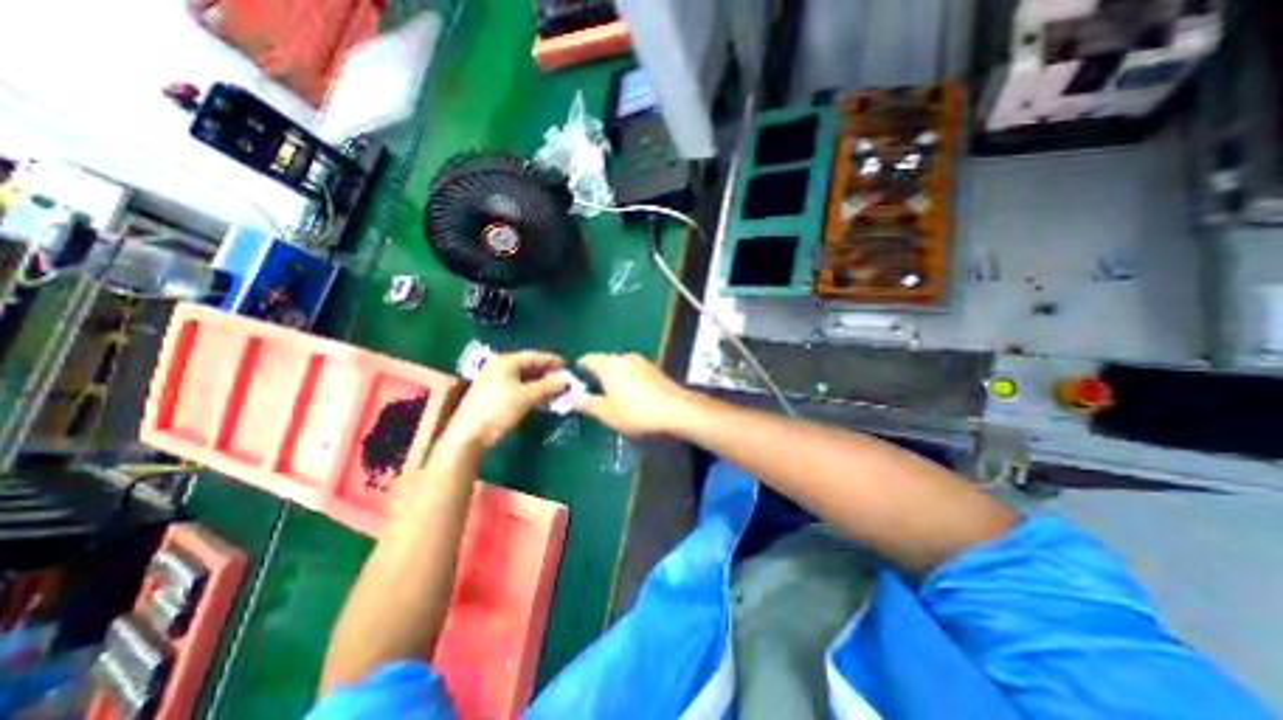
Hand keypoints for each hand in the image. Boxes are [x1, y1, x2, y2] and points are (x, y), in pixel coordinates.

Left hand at [446, 352, 568, 452]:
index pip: (535, 356)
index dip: (552, 360)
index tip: (568, 365)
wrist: (469, 433)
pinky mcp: (492, 392)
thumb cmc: (499, 409)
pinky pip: (517, 385)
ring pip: (523, 376)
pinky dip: (530, 389)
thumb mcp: (527, 396)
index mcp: (506, 361)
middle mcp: (499, 365)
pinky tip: (540, 396)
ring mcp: (494, 378)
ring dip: (539, 382)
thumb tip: (566, 381)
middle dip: (547, 372)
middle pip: (528, 365)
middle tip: (563, 378)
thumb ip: (548, 386)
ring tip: (555, 388)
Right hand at [577, 351, 691, 434]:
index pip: (587, 359)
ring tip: (613, 397)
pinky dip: (628, 380)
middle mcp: (624, 357)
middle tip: (593, 394)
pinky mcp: (654, 369)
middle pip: (604, 362)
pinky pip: (634, 371)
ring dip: (614, 378)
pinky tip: (632, 396)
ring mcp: (641, 361)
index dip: (578, 370)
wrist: (676, 410)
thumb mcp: (607, 413)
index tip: (575, 384)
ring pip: (620, 367)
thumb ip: (587, 403)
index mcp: (609, 364)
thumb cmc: (636, 412)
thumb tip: (573, 397)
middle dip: (597, 376)